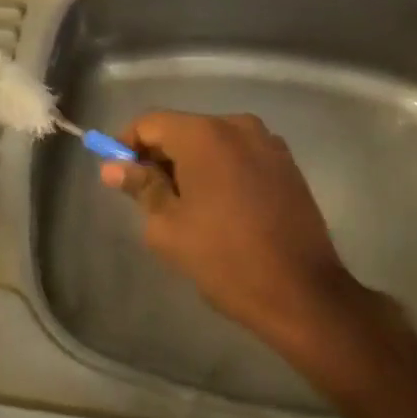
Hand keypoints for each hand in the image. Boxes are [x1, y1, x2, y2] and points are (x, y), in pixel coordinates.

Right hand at [99, 111, 362, 353]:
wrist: (303, 294)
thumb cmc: (225, 259)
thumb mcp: (168, 227)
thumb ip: (140, 187)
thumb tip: (113, 167)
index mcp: (204, 135)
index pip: (150, 123)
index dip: (126, 144)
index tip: (117, 173)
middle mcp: (237, 126)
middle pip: (182, 128)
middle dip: (159, 155)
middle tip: (145, 194)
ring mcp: (267, 142)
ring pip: (212, 141)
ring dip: (190, 163)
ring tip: (183, 205)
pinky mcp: (287, 164)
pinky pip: (238, 154)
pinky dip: (220, 169)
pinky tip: (218, 206)